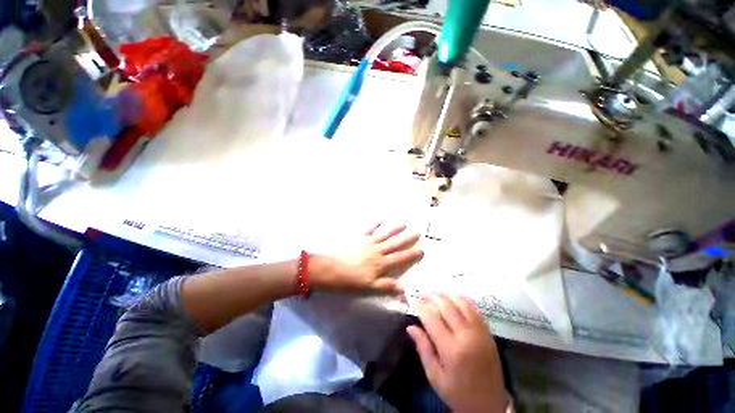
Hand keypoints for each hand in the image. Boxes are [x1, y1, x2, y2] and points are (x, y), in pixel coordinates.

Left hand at [310, 223, 423, 293]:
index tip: (421, 249)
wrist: (332, 269)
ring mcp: (368, 243)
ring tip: (403, 223)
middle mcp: (377, 251)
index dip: (411, 254)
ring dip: (394, 229)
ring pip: (384, 235)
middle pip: (394, 244)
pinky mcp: (359, 238)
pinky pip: (369, 229)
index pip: (399, 258)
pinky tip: (381, 219)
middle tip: (417, 232)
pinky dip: (376, 224)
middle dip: (406, 238)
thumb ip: (386, 286)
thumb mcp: (369, 287)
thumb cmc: (350, 280)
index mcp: (380, 263)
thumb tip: (404, 288)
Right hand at [407, 294, 509, 412]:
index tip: (412, 299)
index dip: (420, 306)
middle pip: (446, 307)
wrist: (489, 405)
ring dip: (447, 295)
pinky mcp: (488, 333)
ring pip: (461, 304)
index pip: (432, 318)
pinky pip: (475, 310)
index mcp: (451, 350)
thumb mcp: (435, 376)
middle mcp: (466, 336)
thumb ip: (423, 349)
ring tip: (436, 292)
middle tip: (422, 293)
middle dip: (432, 297)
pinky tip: (454, 297)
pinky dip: (463, 300)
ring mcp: (480, 333)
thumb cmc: (458, 393)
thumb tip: (410, 326)